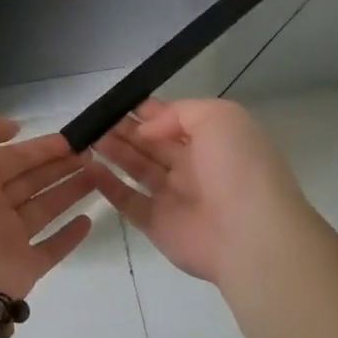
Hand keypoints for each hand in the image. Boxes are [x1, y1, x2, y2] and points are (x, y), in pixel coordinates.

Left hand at [0, 107, 95, 298]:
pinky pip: (51, 249)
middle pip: (32, 180)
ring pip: (45, 208)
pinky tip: (88, 219)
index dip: (42, 147)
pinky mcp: (24, 268)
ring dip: (71, 191)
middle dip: (61, 165)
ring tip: (100, 175)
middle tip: (93, 154)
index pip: (13, 156)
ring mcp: (7, 238)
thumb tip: (12, 129)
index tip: (72, 139)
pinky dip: (70, 236)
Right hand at [89, 97, 320, 286]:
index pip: (173, 120)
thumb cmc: (238, 168)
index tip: (117, 102)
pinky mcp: (157, 224)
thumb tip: (146, 129)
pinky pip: (128, 201)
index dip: (147, 111)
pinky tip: (88, 168)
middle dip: (125, 129)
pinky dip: (108, 185)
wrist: (250, 234)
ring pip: (137, 168)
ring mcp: (174, 197)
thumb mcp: (219, 117)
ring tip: (87, 137)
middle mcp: (193, 167)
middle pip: (152, 143)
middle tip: (95, 120)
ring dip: (114, 151)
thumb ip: (178, 113)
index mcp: (212, 141)